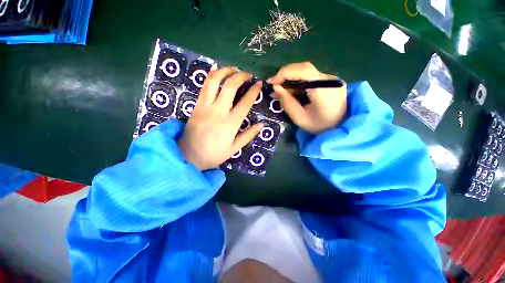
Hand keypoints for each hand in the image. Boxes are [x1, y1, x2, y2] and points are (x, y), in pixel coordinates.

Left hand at [178, 65, 262, 170]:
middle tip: (247, 74)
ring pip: (214, 81)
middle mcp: (218, 111)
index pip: (245, 103)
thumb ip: (248, 135)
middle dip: (240, 76)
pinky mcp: (196, 105)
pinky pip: (204, 86)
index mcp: (230, 123)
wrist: (188, 155)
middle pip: (230, 86)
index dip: (253, 91)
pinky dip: (211, 75)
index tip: (259, 84)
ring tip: (233, 69)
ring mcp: (205, 106)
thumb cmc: (213, 154)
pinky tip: (216, 70)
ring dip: (225, 71)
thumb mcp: (234, 149)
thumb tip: (261, 125)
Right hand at [268, 62, 346, 133]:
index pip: (303, 70)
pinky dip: (297, 82)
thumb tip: (275, 88)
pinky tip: (290, 90)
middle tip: (273, 86)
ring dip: (290, 78)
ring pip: (306, 71)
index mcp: (324, 90)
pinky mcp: (329, 81)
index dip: (284, 73)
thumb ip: (287, 103)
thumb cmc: (320, 127)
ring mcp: (331, 79)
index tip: (272, 83)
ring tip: (279, 89)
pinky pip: (310, 76)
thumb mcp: (300, 119)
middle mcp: (330, 80)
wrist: (341, 128)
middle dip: (285, 75)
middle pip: (304, 68)